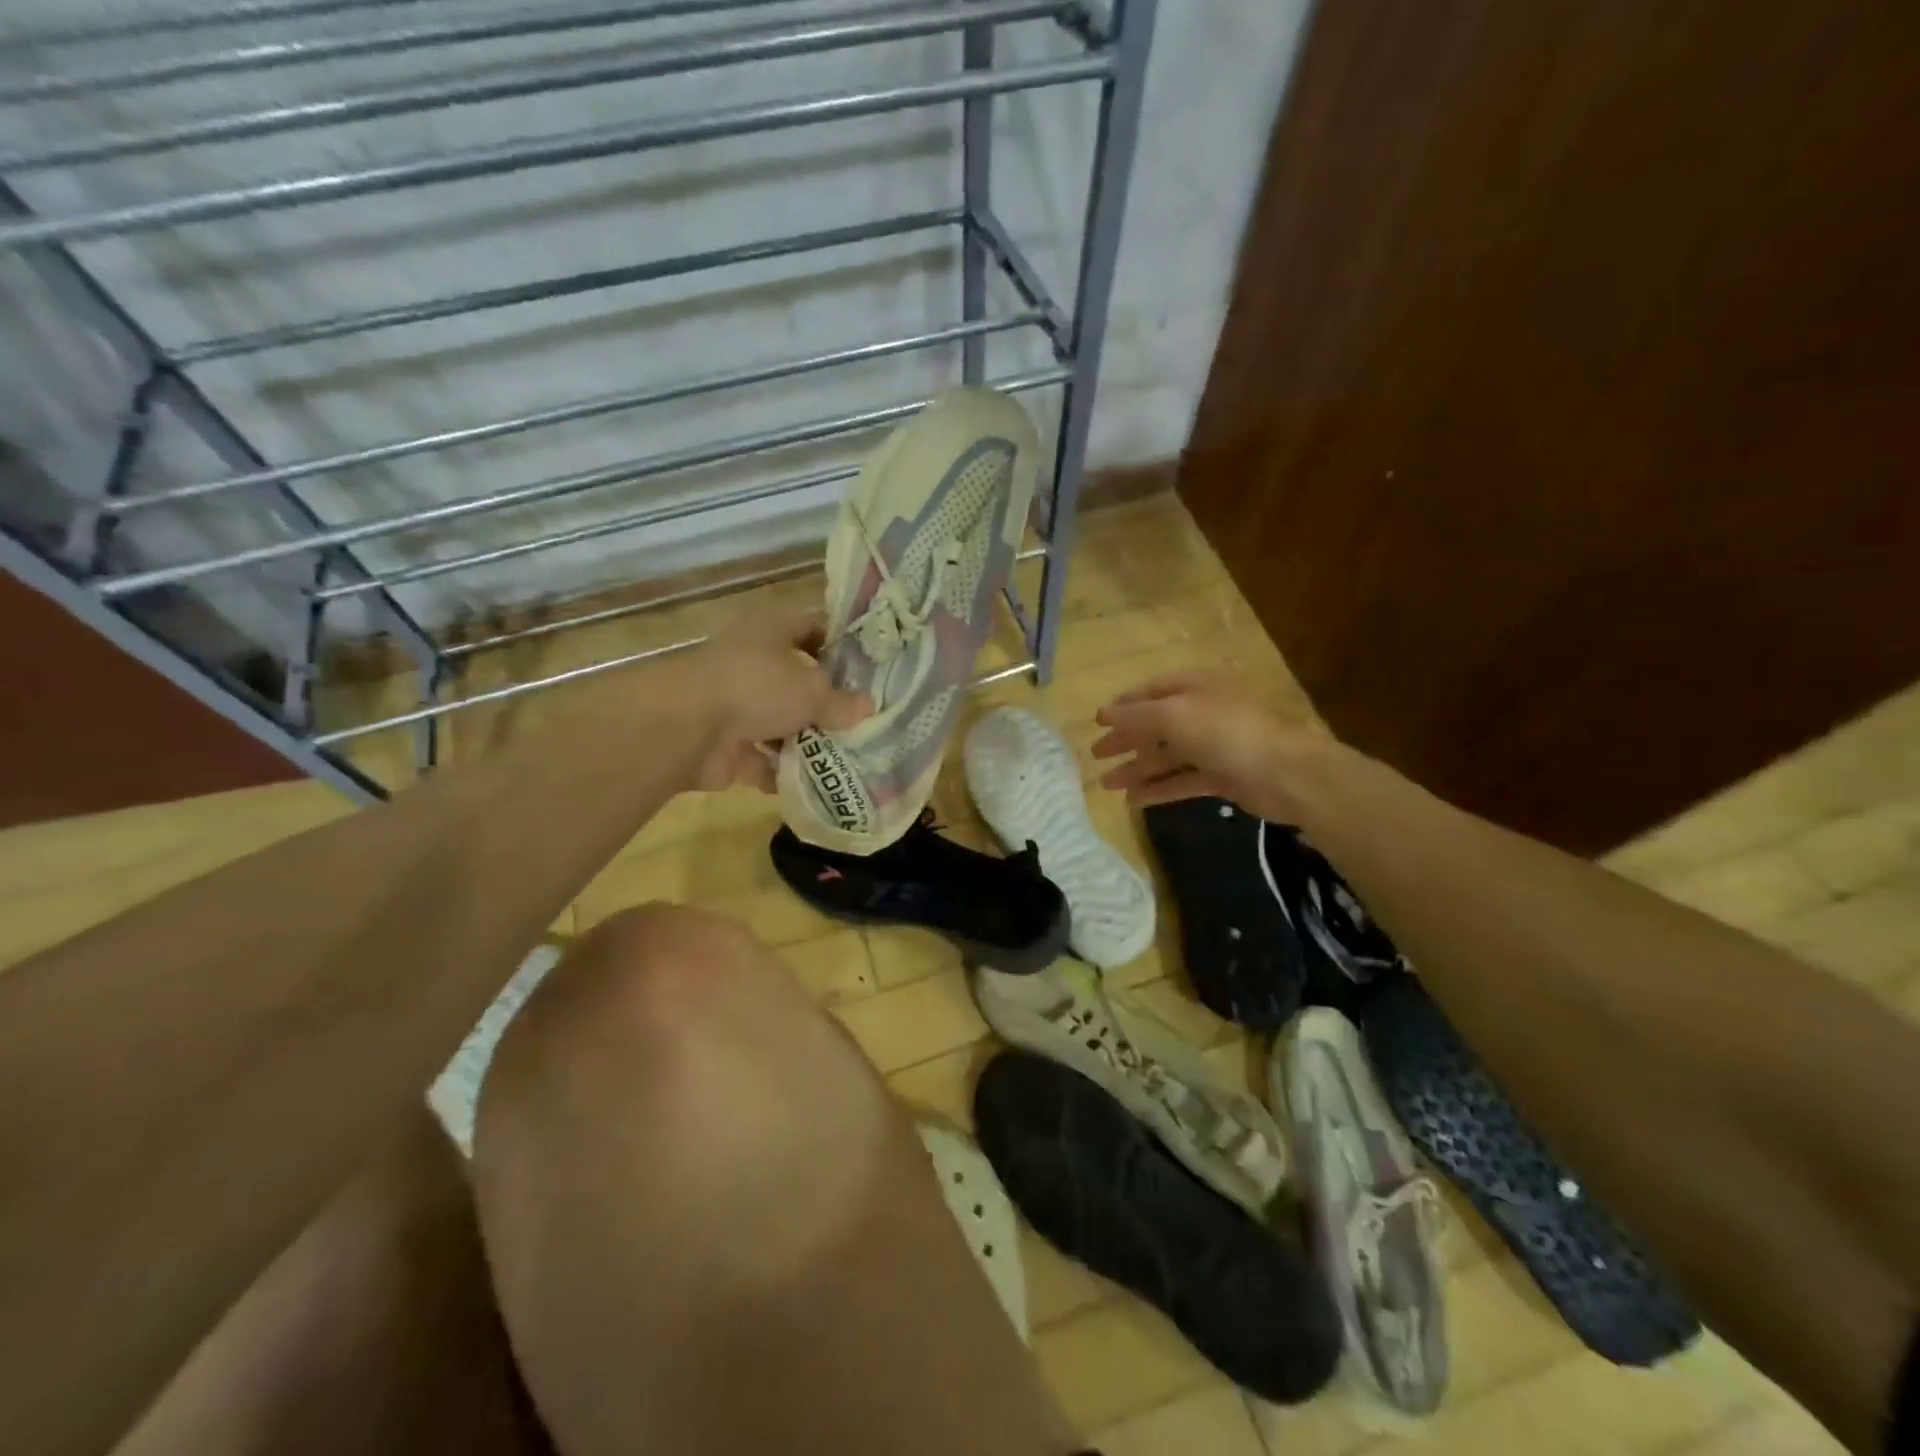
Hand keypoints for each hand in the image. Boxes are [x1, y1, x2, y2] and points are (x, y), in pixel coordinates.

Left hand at [671, 610, 868, 792]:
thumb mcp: (812, 691)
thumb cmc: (757, 688)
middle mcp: (751, 661)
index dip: (838, 644)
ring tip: (846, 755)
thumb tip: (868, 707)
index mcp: (770, 631)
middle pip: (795, 679)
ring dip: (805, 739)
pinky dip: (782, 771)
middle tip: (861, 718)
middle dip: (824, 702)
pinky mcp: (724, 743)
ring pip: (778, 721)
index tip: (867, 667)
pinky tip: (813, 783)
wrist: (688, 729)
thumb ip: (841, 702)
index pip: (811, 626)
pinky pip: (762, 758)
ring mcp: (734, 704)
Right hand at [1091, 671, 1329, 823]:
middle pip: (1157, 724)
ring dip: (1138, 768)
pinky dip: (1159, 789)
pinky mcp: (1223, 776)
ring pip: (1168, 755)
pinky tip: (1135, 800)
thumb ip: (1135, 715)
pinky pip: (1184, 780)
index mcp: (1196, 687)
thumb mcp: (1173, 715)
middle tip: (1096, 755)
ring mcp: (1216, 745)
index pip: (1153, 691)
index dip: (1124, 705)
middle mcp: (1205, 712)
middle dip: (1126, 739)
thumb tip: (1104, 713)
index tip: (1098, 722)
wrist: (1286, 773)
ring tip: (1107, 785)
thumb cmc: (1225, 732)